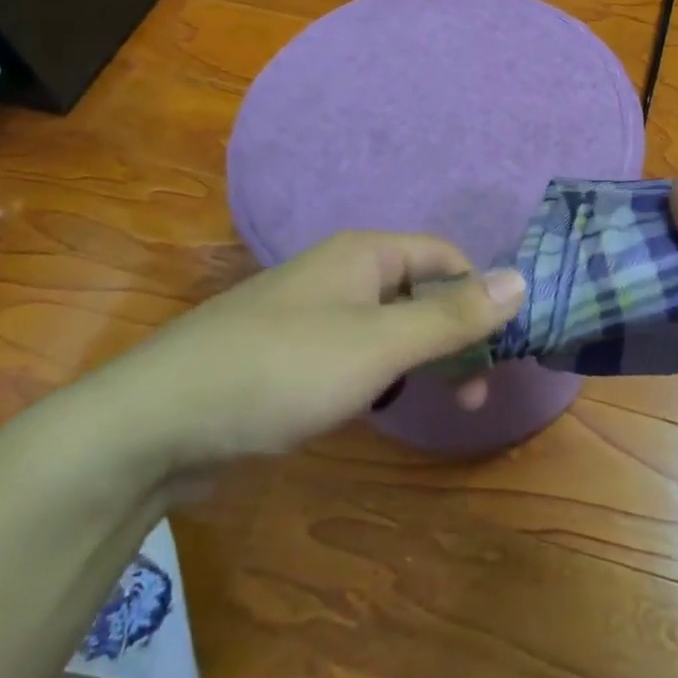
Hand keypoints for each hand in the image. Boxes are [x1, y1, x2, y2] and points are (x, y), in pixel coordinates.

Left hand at [73, 231, 525, 477]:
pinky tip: (376, 406)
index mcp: (366, 254)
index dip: (479, 294)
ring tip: (435, 403)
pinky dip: (379, 374)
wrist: (155, 423)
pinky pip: (354, 353)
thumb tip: (522, 278)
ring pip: (387, 326)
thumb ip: (452, 315)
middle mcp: (341, 273)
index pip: (445, 257)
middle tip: (474, 393)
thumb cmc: (282, 370)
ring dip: (419, 359)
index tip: (501, 349)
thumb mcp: (380, 345)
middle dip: (453, 336)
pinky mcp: (288, 355)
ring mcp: (311, 314)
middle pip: (419, 291)